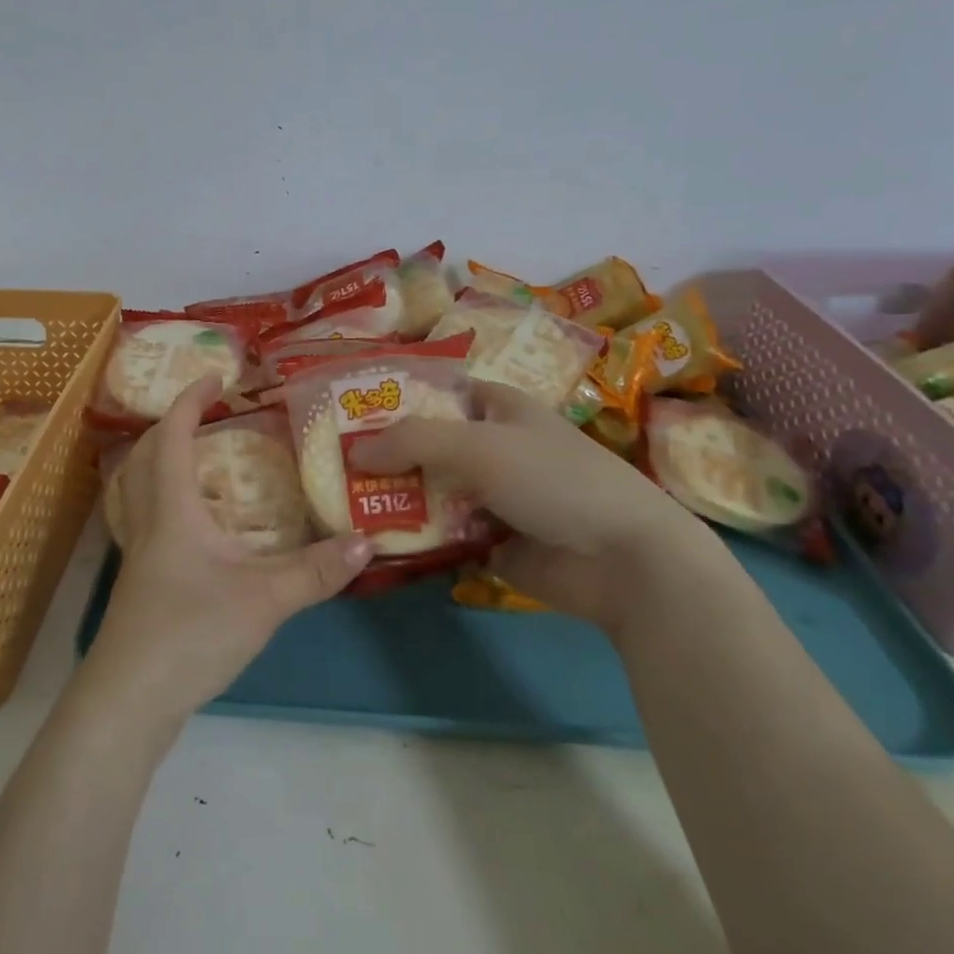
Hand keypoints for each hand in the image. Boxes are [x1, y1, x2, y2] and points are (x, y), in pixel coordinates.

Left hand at [84, 376, 373, 722]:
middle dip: (172, 426)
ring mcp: (136, 556)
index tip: (216, 377)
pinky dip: (165, 503)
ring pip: (137, 490)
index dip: (190, 401)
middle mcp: (147, 523)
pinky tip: (194, 528)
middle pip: (145, 457)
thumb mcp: (264, 600)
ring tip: (199, 461)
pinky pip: (144, 522)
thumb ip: (316, 571)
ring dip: (161, 463)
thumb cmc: (190, 634)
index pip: (172, 436)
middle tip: (207, 416)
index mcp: (171, 510)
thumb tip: (366, 541)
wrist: (130, 701)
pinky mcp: (138, 585)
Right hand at [351, 382, 715, 633]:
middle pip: (426, 445)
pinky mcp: (491, 541)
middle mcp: (492, 447)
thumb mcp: (478, 444)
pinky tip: (372, 540)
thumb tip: (353, 451)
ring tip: (340, 504)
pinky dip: (414, 537)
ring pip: (430, 491)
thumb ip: (412, 441)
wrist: (623, 561)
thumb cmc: (553, 479)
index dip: (395, 398)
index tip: (347, 411)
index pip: (436, 392)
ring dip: (394, 498)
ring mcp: (491, 496)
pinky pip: (441, 534)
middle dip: (384, 454)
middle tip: (330, 464)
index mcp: (497, 408)